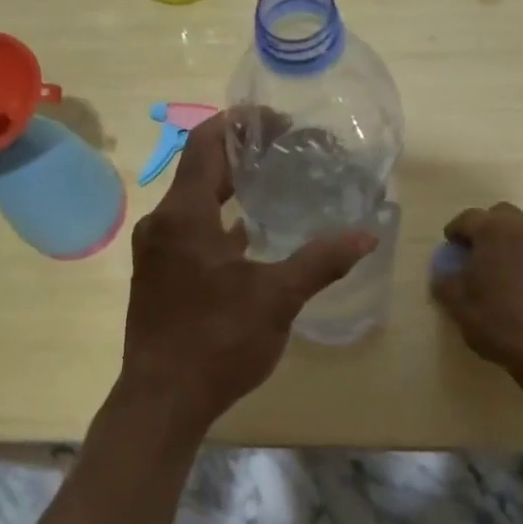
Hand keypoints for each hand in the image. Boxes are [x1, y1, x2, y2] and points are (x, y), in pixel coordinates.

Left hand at [116, 114, 375, 439]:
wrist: (161, 401)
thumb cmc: (217, 341)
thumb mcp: (277, 298)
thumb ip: (320, 261)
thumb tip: (366, 236)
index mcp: (184, 215)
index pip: (207, 143)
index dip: (241, 123)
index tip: (279, 122)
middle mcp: (162, 223)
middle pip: (200, 168)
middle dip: (242, 153)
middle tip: (287, 149)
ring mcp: (156, 250)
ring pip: (194, 199)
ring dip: (230, 186)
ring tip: (275, 183)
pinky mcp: (158, 273)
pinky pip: (190, 228)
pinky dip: (219, 218)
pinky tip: (252, 233)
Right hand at [430, 203, 522, 377]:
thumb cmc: (496, 320)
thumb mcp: (457, 303)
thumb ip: (444, 281)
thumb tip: (443, 274)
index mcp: (493, 229)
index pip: (467, 218)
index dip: (455, 232)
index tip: (450, 247)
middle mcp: (522, 227)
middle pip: (498, 215)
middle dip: (483, 228)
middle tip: (473, 252)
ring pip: (520, 228)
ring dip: (505, 239)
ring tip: (494, 265)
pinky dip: (522, 253)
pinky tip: (515, 278)